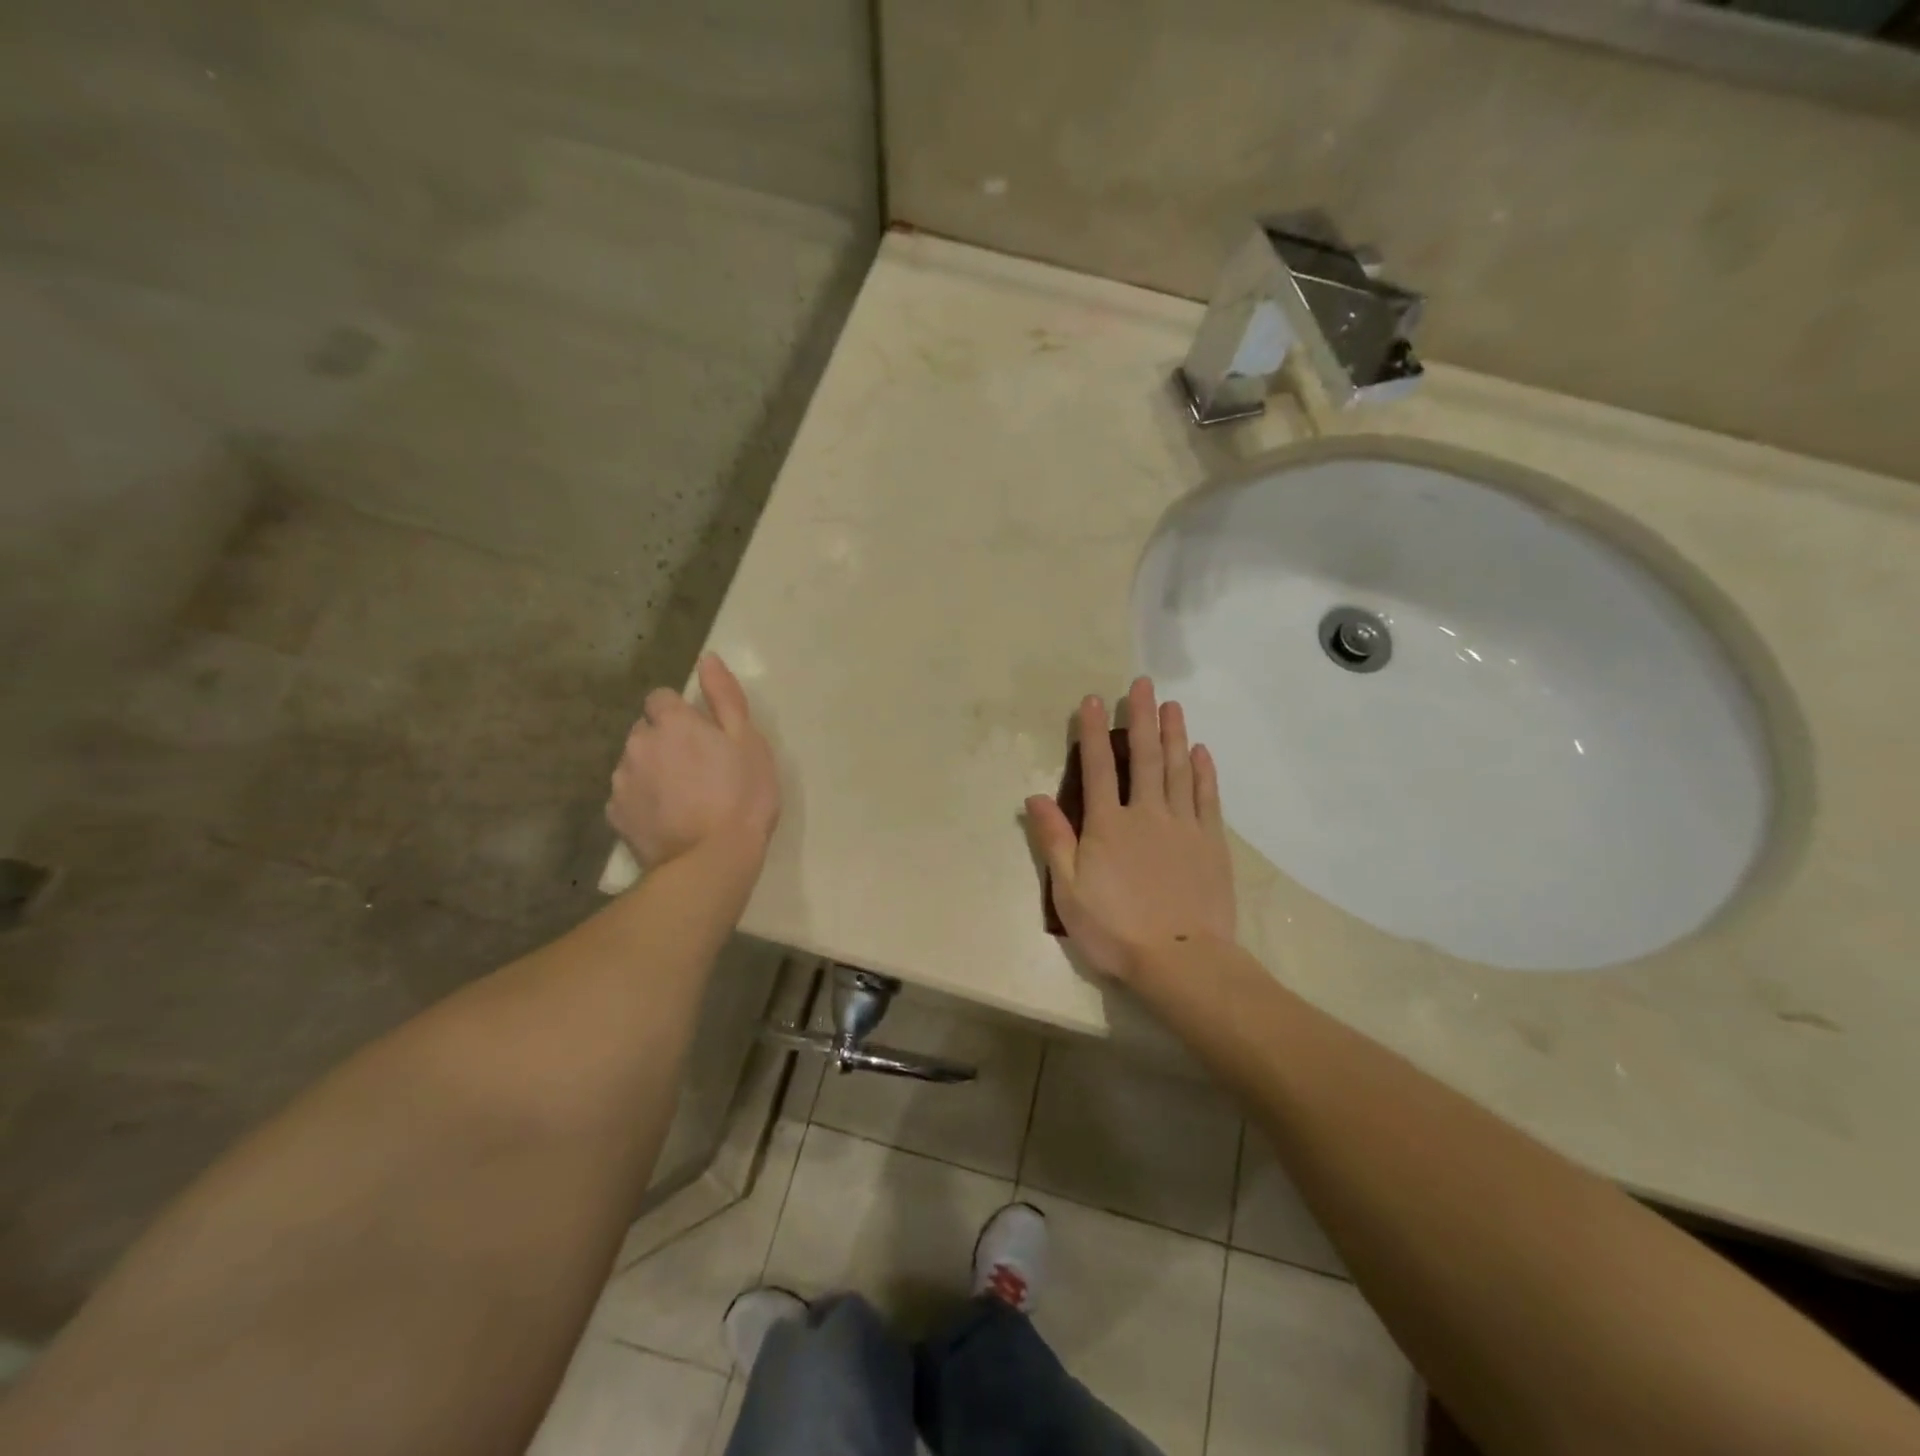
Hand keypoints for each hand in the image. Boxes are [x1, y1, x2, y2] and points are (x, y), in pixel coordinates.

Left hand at [607, 654, 779, 872]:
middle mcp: (638, 744)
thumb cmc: (742, 796)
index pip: (661, 698)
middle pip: (646, 730)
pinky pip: (627, 796)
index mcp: (672, 722)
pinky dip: (643, 801)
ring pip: (634, 762)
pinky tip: (667, 818)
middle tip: (699, 768)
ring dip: (652, 769)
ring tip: (683, 797)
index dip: (681, 713)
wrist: (712, 860)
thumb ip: (725, 697)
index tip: (704, 736)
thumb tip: (706, 658)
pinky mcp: (616, 815)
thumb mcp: (749, 741)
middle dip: (665, 741)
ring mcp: (622, 781)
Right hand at [1025, 678, 1235, 982]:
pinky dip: (1203, 771)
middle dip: (1141, 717)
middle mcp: (1146, 813)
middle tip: (1143, 684)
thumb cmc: (1116, 929)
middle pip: (1144, 757)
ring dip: (1174, 734)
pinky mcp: (1210, 842)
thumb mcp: (1069, 891)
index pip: (1099, 767)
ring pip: (1178, 769)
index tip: (1093, 699)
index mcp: (1108, 825)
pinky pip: (1206, 797)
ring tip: (1172, 705)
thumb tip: (1035, 796)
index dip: (1093, 732)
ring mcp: (1183, 825)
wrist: (1182, 959)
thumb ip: (1054, 840)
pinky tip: (1201, 751)